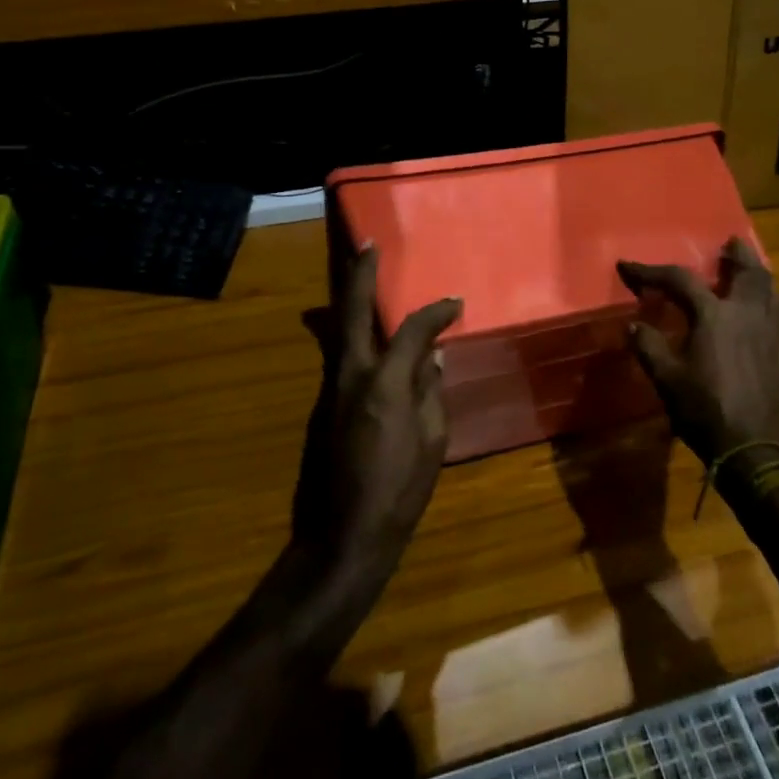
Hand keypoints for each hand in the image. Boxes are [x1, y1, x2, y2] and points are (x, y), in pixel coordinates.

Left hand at [293, 246, 462, 581]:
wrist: (344, 533)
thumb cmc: (399, 490)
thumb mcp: (432, 441)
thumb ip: (431, 391)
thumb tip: (432, 357)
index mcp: (385, 383)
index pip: (411, 330)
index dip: (435, 312)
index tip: (455, 303)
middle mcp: (351, 375)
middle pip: (352, 312)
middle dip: (359, 274)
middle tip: (366, 245)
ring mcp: (331, 389)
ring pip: (337, 331)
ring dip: (346, 298)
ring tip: (355, 273)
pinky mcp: (322, 405)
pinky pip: (338, 355)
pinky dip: (348, 332)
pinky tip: (360, 330)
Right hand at [618, 237, 778, 463]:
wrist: (752, 448)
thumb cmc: (704, 409)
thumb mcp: (666, 379)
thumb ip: (649, 347)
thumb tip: (635, 325)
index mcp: (714, 316)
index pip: (680, 280)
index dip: (651, 271)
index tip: (627, 266)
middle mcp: (747, 315)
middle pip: (749, 272)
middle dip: (738, 254)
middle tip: (730, 243)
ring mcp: (772, 335)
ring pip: (775, 294)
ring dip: (762, 279)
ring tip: (753, 275)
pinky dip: (773, 314)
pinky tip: (765, 323)